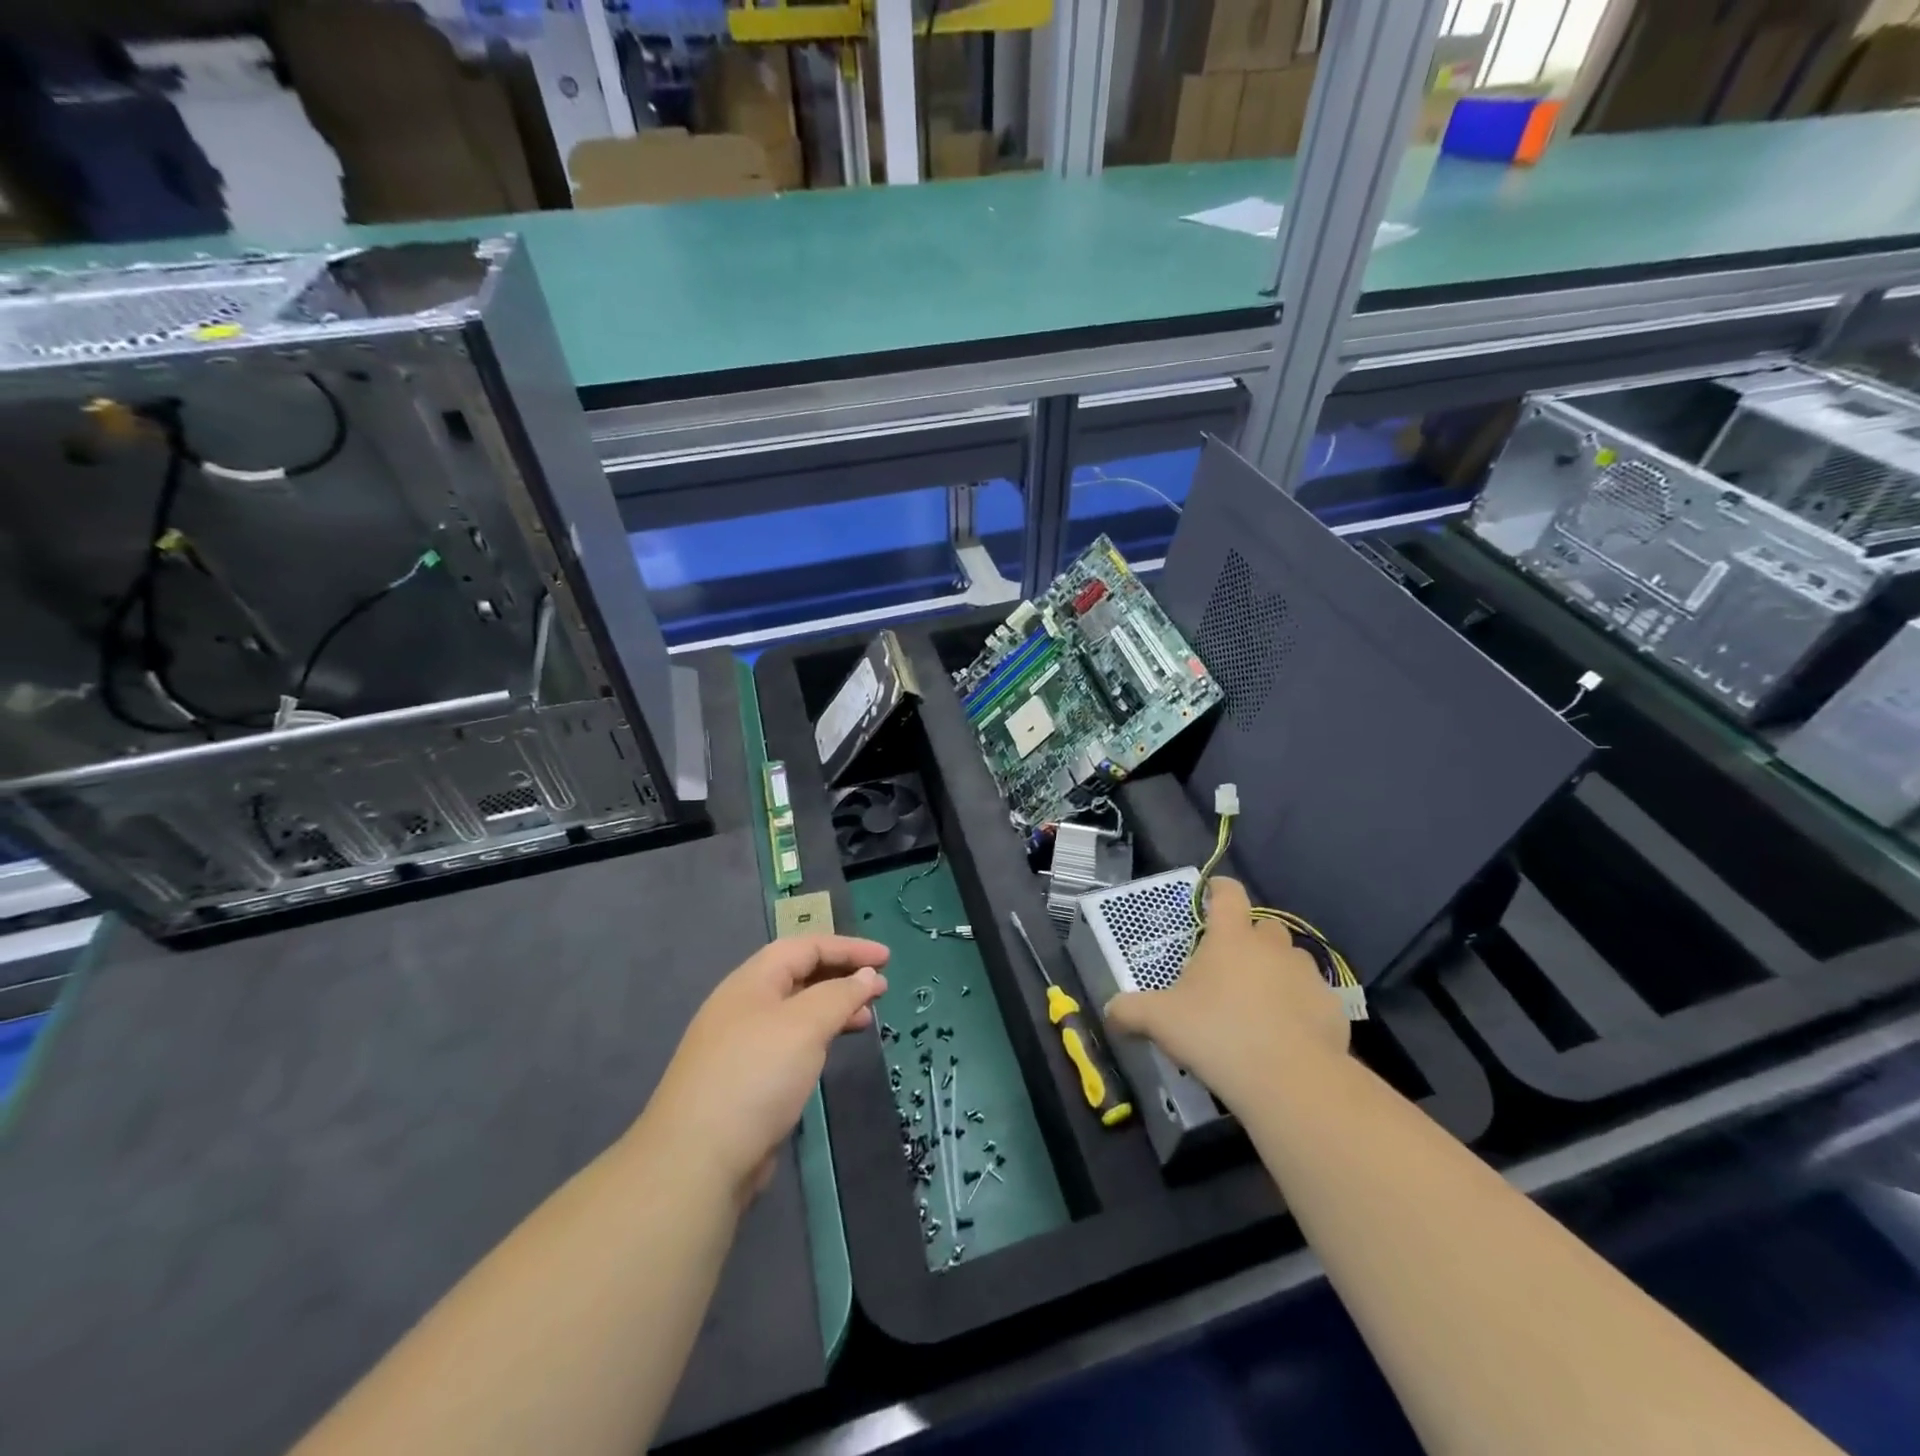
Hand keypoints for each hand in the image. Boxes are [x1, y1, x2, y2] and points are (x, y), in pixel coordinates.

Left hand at [641, 935, 889, 1204]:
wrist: (698, 1160)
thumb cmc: (756, 1076)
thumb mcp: (805, 1025)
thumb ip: (840, 994)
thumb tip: (866, 976)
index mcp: (752, 981)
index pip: (805, 947)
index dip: (848, 948)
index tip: (887, 959)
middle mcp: (744, 1005)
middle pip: (799, 975)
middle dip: (842, 976)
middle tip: (880, 988)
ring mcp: (741, 1044)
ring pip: (796, 1011)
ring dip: (833, 1008)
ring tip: (866, 1019)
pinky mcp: (745, 1080)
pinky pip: (790, 1042)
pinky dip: (818, 1037)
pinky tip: (832, 1051)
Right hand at [1105, 878, 1345, 1111]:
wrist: (1290, 1080)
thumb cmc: (1217, 1034)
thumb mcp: (1160, 1021)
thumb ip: (1130, 1011)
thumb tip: (1108, 1011)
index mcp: (1231, 938)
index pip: (1228, 894)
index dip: (1219, 890)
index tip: (1211, 896)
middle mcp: (1272, 946)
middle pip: (1264, 926)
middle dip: (1249, 939)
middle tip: (1230, 966)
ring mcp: (1307, 976)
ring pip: (1292, 960)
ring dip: (1277, 971)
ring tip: (1260, 1002)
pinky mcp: (1332, 1008)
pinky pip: (1313, 997)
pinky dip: (1301, 1006)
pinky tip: (1287, 1034)